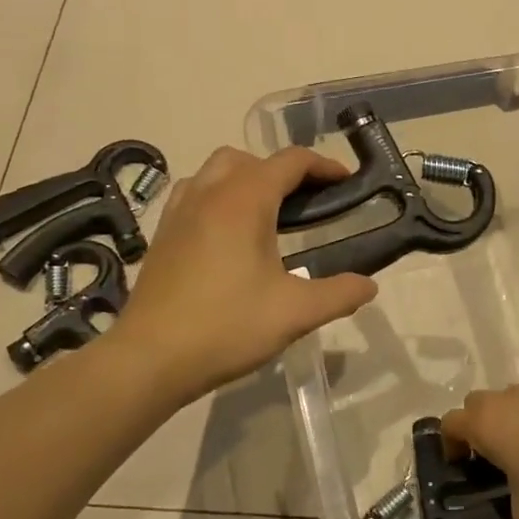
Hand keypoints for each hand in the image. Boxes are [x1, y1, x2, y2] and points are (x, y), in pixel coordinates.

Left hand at [113, 146, 377, 403]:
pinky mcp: (162, 234)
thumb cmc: (226, 327)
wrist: (149, 359)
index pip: (290, 161)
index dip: (323, 166)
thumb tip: (369, 285)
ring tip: (267, 214)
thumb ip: (338, 294)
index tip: (345, 182)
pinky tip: (228, 235)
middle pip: (250, 159)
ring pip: (215, 171)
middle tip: (306, 202)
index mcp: (244, 201)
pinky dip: (218, 196)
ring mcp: (179, 212)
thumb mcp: (295, 313)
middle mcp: (209, 194)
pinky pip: (194, 193)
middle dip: (282, 171)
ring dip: (246, 179)